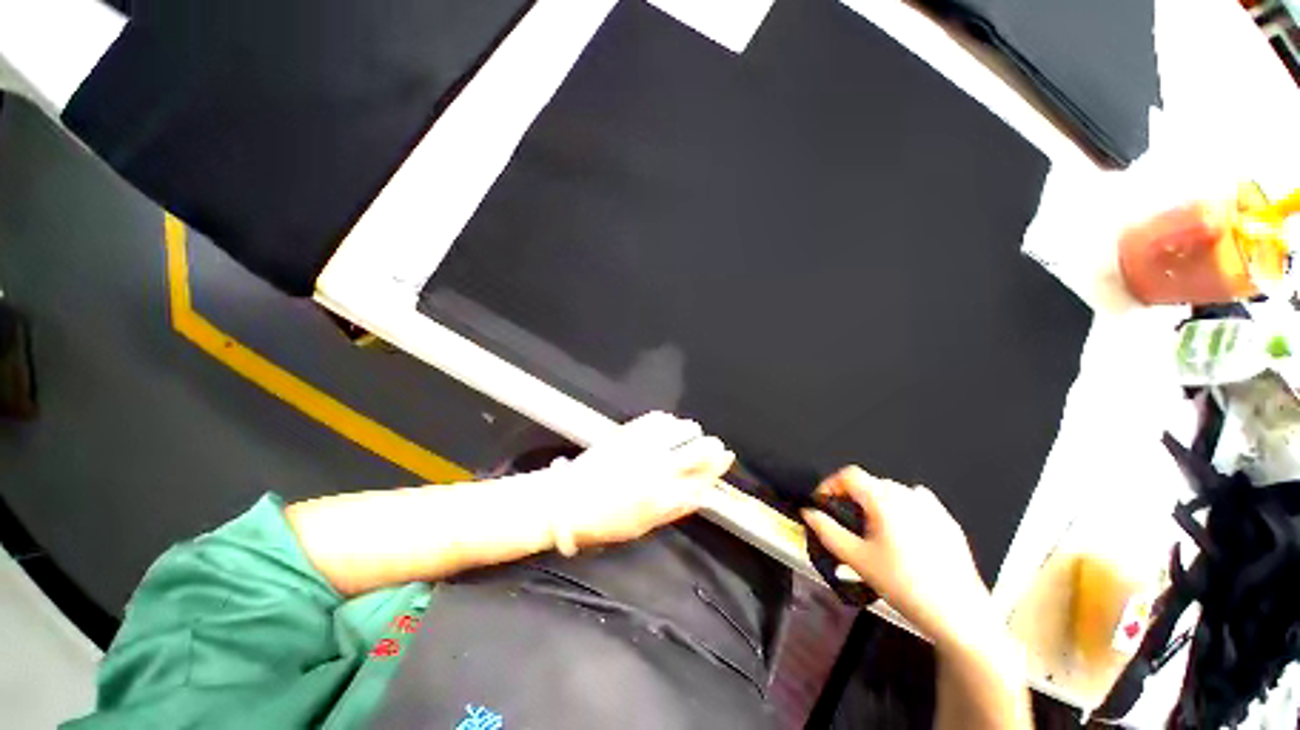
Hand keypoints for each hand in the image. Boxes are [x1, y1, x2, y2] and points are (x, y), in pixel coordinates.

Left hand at [547, 412, 734, 552]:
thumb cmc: (606, 521)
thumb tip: (701, 492)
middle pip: (701, 449)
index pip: (705, 477)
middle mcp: (660, 468)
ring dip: (691, 433)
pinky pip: (661, 419)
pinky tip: (666, 429)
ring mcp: (645, 446)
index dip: (718, 466)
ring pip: (685, 429)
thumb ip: (676, 507)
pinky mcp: (630, 431)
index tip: (724, 458)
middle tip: (712, 446)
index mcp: (665, 497)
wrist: (567, 501)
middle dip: (712, 446)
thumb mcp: (645, 525)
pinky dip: (669, 423)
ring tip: (686, 437)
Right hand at [801, 467, 994, 649]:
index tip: (822, 505)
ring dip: (875, 503)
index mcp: (884, 499)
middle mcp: (908, 494)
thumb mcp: (858, 559)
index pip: (848, 474)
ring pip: (893, 492)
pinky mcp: (948, 521)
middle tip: (844, 524)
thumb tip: (808, 512)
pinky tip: (902, 534)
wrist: (961, 615)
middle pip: (870, 482)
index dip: (829, 485)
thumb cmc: (904, 585)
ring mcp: (932, 506)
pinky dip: (901, 510)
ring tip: (872, 532)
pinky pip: (916, 503)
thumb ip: (828, 531)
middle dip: (851, 497)